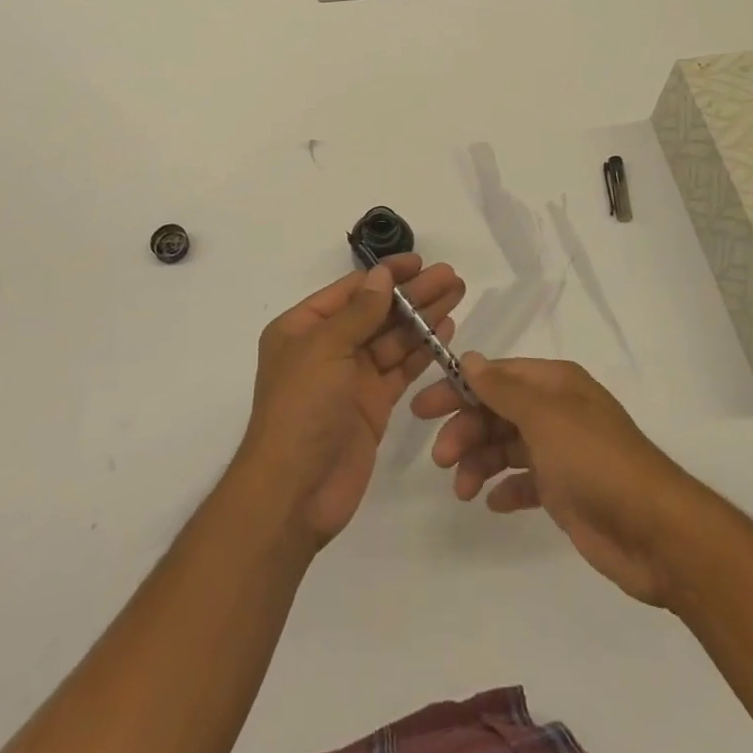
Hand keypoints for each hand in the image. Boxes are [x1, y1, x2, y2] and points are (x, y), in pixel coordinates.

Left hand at [236, 256, 464, 547]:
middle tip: (450, 276)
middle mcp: (327, 347)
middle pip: (376, 312)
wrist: (295, 491)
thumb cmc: (301, 408)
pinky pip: (400, 369)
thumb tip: (381, 275)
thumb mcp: (324, 349)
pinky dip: (422, 350)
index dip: (386, 274)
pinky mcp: (373, 404)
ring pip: (392, 338)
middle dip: (412, 293)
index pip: (351, 290)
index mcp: (303, 327)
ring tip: (456, 294)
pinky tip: (445, 330)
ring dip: (422, 316)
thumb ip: (358, 312)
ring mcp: (351, 377)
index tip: (419, 262)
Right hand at [414, 355, 694, 607]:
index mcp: (555, 384)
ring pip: (505, 447)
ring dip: (479, 462)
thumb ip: (502, 389)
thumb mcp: (544, 416)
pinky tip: (491, 502)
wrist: (657, 533)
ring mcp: (561, 452)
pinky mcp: (565, 492)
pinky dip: (504, 488)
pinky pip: (524, 482)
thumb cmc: (596, 461)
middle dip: (465, 431)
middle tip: (440, 459)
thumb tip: (468, 358)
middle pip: (496, 411)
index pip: (495, 376)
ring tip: (461, 489)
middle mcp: (556, 411)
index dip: (458, 389)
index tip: (423, 409)